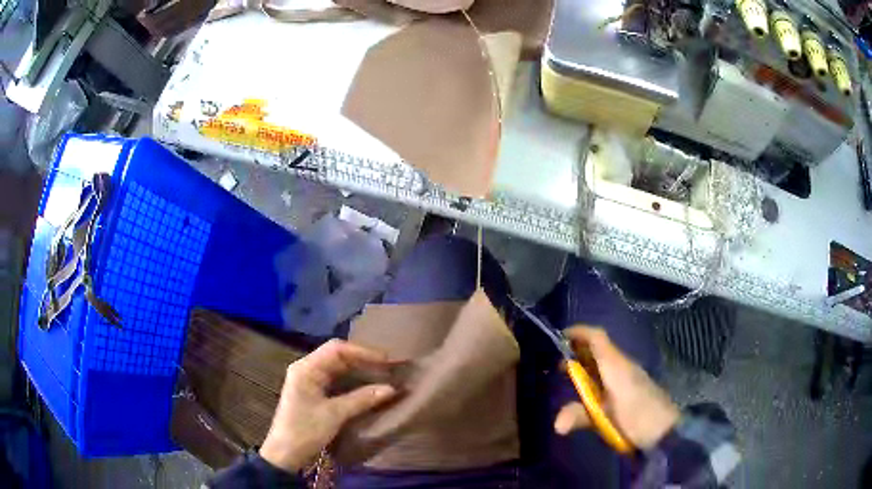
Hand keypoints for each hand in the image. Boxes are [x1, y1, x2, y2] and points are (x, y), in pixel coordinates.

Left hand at [259, 339, 397, 471]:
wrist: (285, 454)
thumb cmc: (305, 430)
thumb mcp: (334, 414)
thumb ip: (362, 399)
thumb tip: (391, 388)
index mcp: (306, 368)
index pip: (336, 349)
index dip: (362, 352)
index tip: (386, 360)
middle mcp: (306, 369)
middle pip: (337, 356)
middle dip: (363, 361)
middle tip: (389, 368)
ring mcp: (309, 381)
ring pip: (338, 369)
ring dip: (359, 372)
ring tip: (382, 376)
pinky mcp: (313, 393)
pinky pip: (336, 381)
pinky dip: (352, 383)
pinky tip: (367, 388)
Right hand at [553, 326, 679, 449]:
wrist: (666, 429)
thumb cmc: (637, 418)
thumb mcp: (606, 419)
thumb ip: (581, 416)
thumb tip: (556, 425)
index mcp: (616, 365)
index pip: (597, 337)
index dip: (578, 333)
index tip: (559, 338)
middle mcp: (623, 364)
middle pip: (599, 346)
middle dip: (578, 350)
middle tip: (557, 364)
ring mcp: (630, 374)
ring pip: (605, 359)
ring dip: (586, 363)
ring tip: (568, 377)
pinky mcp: (633, 385)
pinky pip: (610, 371)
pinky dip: (595, 373)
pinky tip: (589, 390)